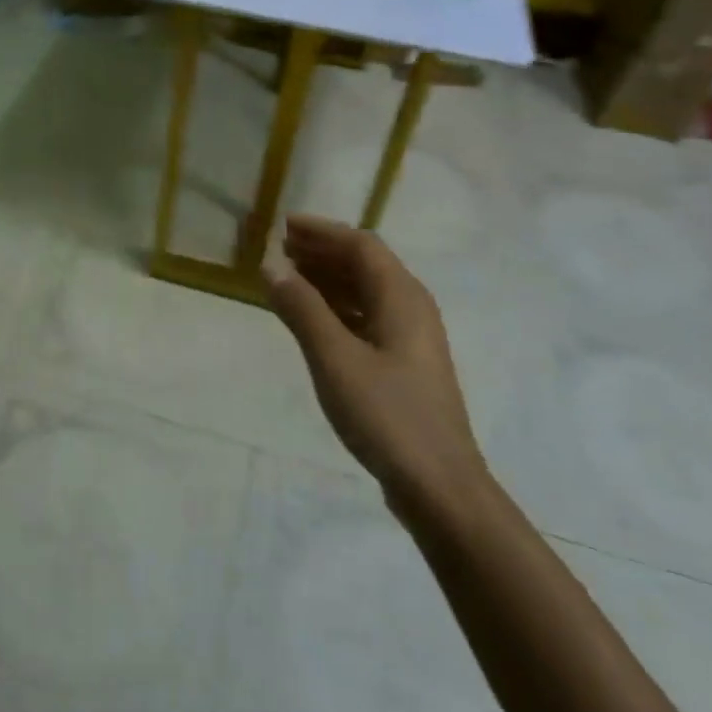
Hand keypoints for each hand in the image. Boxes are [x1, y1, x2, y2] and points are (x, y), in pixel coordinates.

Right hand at [265, 215, 491, 516]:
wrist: (439, 486)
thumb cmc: (387, 415)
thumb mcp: (334, 359)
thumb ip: (302, 309)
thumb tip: (271, 265)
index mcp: (401, 297)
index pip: (360, 244)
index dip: (322, 231)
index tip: (283, 226)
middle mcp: (411, 307)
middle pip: (365, 263)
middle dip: (323, 251)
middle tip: (281, 248)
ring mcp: (411, 338)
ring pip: (366, 291)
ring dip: (328, 278)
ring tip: (289, 277)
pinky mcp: (405, 364)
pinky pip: (367, 316)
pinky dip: (338, 307)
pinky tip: (313, 318)